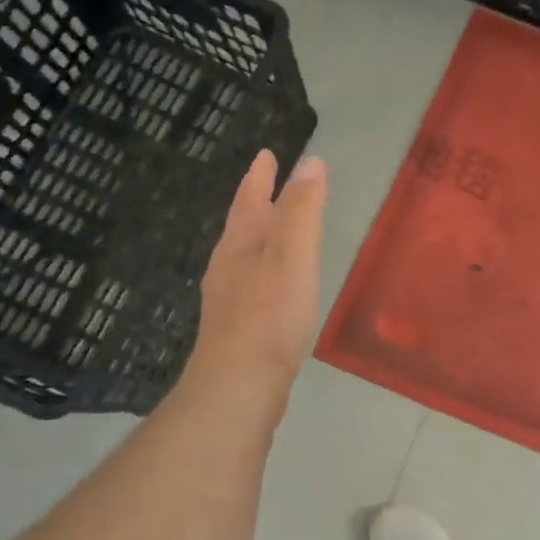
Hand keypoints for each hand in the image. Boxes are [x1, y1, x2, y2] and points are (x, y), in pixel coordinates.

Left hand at [187, 149, 326, 405]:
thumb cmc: (269, 315)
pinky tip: (274, 286)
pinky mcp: (239, 328)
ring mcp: (230, 299)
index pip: (250, 199)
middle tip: (268, 183)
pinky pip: (254, 284)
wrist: (239, 385)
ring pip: (245, 256)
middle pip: (243, 225)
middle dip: (256, 203)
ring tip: (273, 230)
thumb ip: (302, 210)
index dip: (260, 176)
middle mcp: (229, 266)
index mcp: (240, 244)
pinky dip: (266, 270)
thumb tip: (310, 164)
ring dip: (260, 236)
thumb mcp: (292, 254)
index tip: (266, 154)